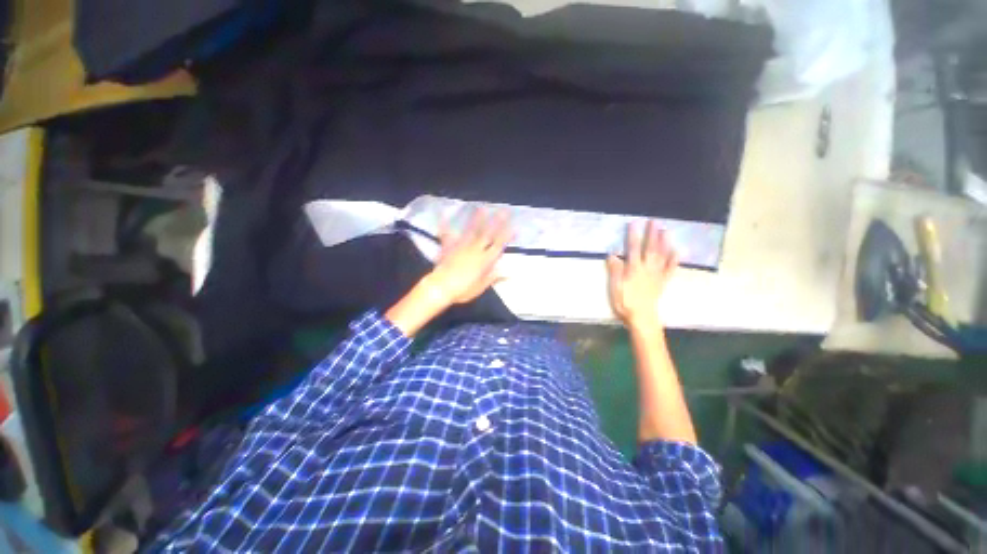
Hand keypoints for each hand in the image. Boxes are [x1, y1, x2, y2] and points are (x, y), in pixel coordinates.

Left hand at [426, 207, 512, 305]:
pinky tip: (444, 214)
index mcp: (485, 260)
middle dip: (497, 221)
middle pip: (488, 234)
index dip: (507, 235)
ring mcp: (461, 246)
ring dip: (477, 219)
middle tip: (503, 210)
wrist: (441, 288)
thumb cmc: (463, 290)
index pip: (499, 245)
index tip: (514, 226)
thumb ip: (493, 277)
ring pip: (471, 230)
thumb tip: (509, 272)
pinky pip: (448, 235)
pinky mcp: (449, 247)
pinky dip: (446, 225)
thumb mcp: (481, 287)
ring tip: (481, 207)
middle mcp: (475, 250)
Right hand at [607, 221, 678, 328]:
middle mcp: (647, 269)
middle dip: (652, 234)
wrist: (642, 318)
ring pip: (662, 256)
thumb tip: (612, 254)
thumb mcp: (615, 287)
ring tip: (666, 230)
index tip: (634, 223)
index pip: (633, 249)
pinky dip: (675, 260)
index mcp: (633, 269)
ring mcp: (657, 275)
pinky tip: (678, 251)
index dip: (633, 235)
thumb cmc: (625, 303)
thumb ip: (615, 271)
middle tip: (654, 221)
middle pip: (650, 249)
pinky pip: (670, 269)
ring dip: (664, 242)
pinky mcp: (662, 282)